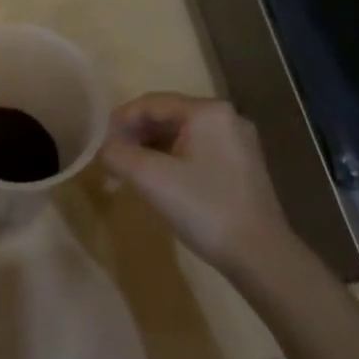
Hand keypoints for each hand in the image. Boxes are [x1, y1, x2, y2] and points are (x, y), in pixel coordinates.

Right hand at [101, 93, 303, 279]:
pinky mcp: (241, 166)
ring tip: (129, 173)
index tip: (99, 145)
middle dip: (135, 136)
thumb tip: (104, 148)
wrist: (259, 255)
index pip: (151, 103)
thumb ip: (118, 154)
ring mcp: (237, 142)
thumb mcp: (151, 179)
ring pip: (181, 135)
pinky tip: (158, 182)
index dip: (119, 121)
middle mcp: (226, 117)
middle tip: (112, 160)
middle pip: (167, 116)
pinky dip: (171, 160)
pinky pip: (196, 151)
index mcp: (207, 111)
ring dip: (151, 149)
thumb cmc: (204, 208)